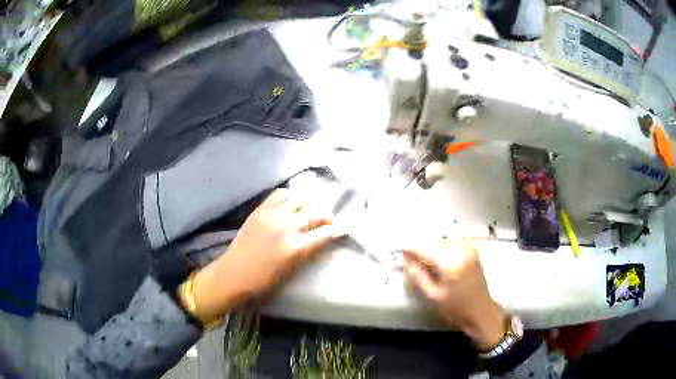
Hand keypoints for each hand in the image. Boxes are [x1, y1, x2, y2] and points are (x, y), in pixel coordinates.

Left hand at [188, 189, 340, 322]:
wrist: (234, 274)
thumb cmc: (263, 281)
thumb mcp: (291, 270)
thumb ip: (306, 253)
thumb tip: (320, 240)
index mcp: (296, 248)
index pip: (325, 234)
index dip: (337, 231)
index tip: (342, 229)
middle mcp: (287, 228)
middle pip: (316, 214)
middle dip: (326, 217)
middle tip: (328, 221)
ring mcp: (273, 216)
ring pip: (300, 200)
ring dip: (309, 205)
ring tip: (309, 210)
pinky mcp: (260, 210)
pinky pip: (279, 195)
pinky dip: (289, 197)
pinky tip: (291, 203)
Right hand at [403, 241, 506, 349]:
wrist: (481, 312)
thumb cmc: (456, 309)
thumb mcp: (433, 296)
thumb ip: (418, 276)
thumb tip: (406, 260)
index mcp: (451, 263)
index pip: (426, 249)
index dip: (410, 248)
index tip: (399, 249)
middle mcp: (461, 251)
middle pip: (434, 242)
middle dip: (422, 249)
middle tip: (410, 260)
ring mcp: (469, 249)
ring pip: (443, 242)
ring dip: (432, 249)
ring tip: (424, 262)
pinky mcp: (472, 251)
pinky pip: (452, 244)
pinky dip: (442, 249)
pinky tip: (438, 260)